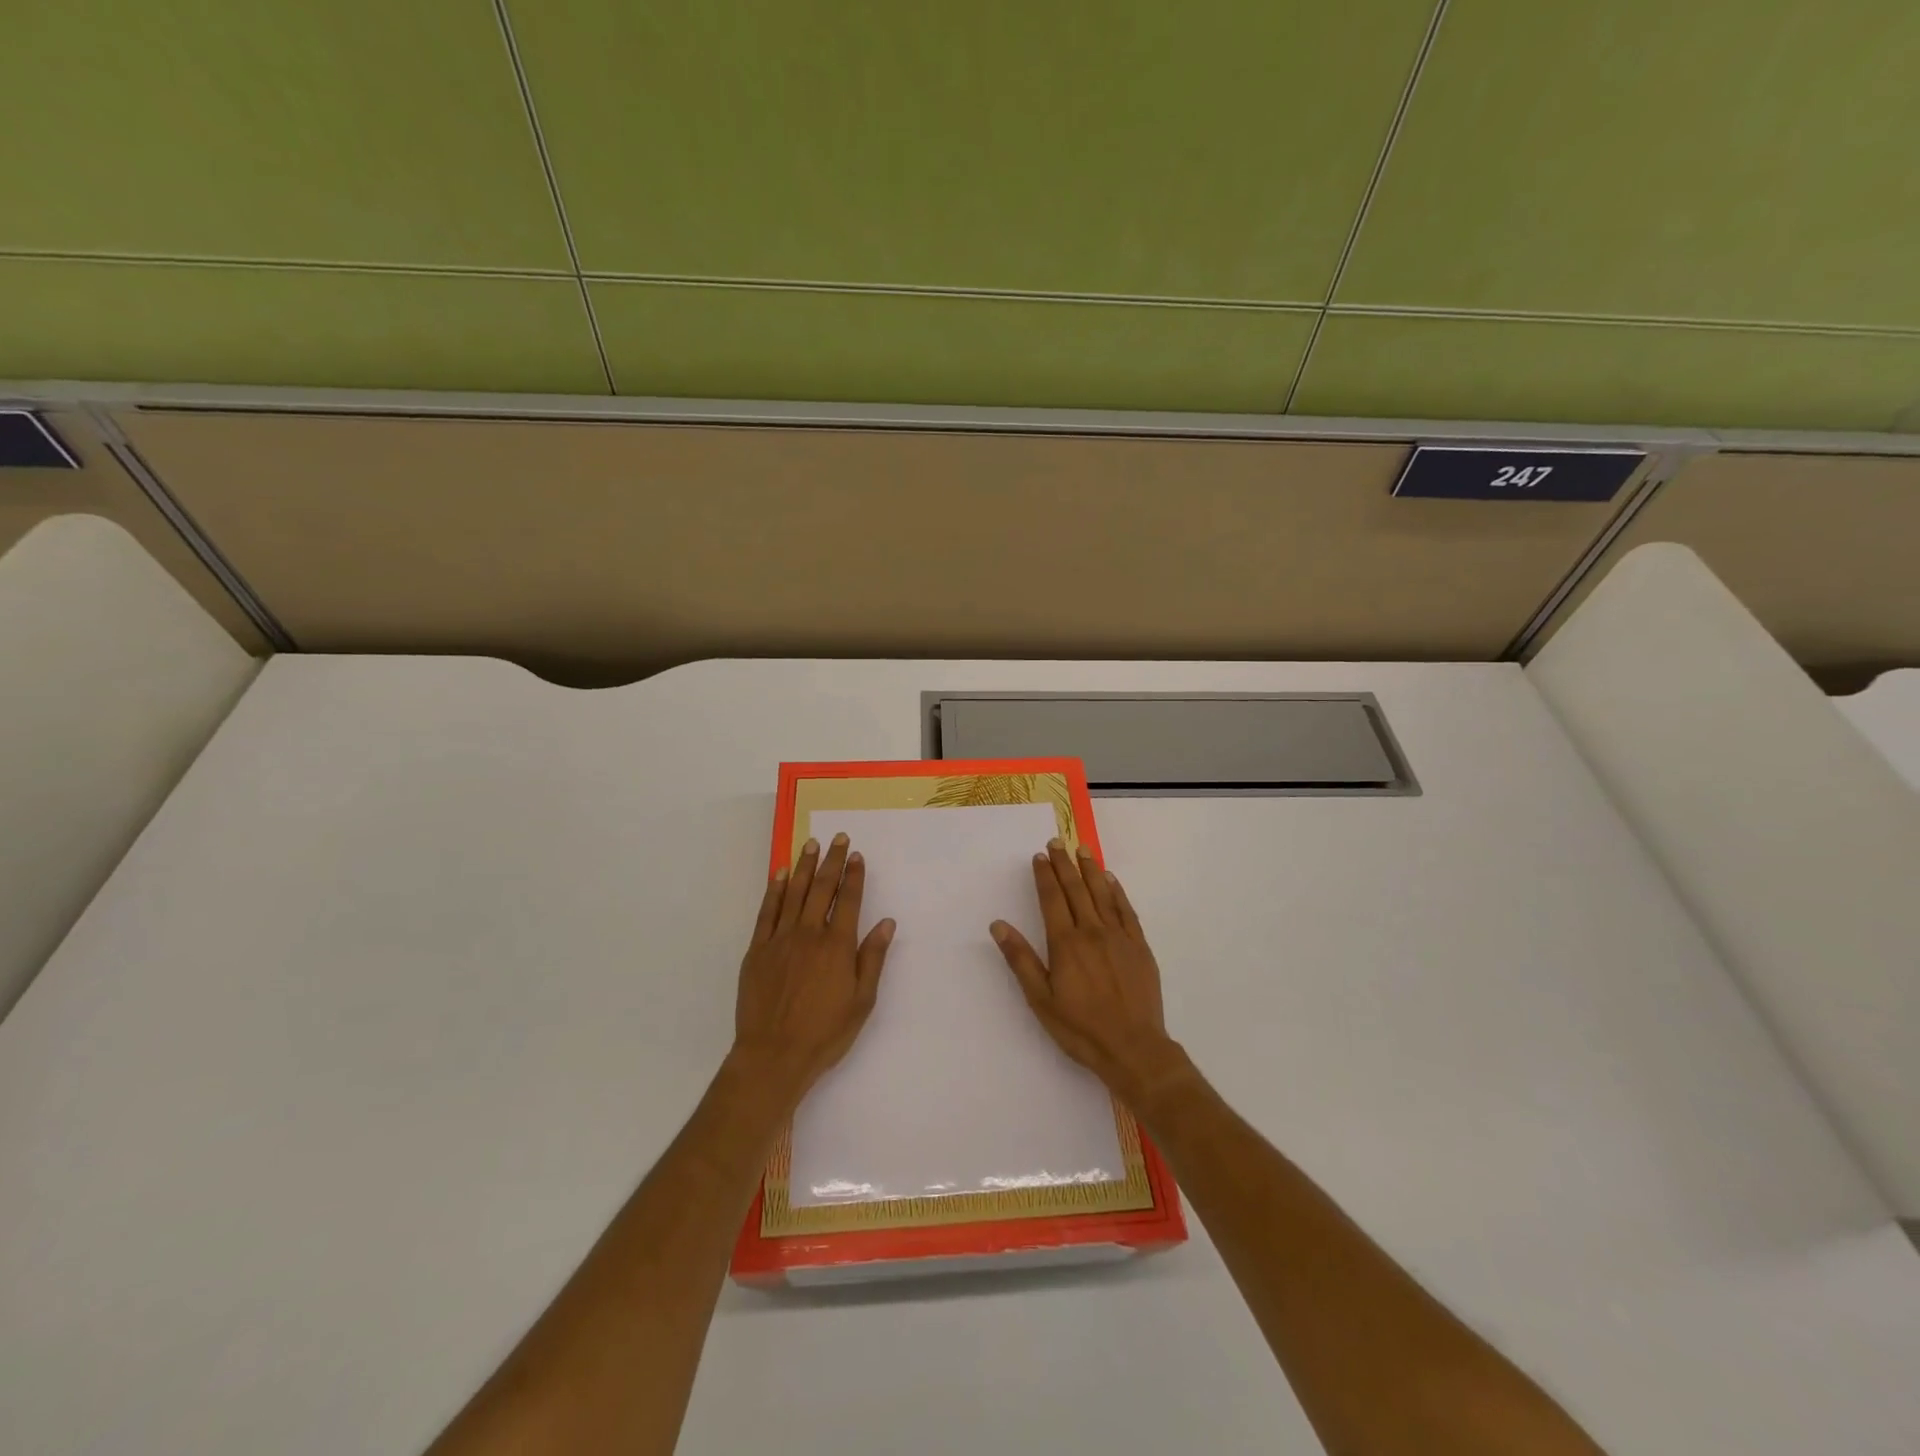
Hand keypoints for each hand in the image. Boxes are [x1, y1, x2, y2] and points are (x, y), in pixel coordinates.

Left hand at [732, 833, 894, 1102]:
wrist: (774, 1055)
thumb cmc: (825, 1032)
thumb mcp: (862, 1001)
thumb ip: (872, 958)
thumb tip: (886, 923)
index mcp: (838, 945)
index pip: (848, 900)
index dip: (854, 875)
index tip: (856, 855)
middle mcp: (810, 934)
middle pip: (822, 888)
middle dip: (831, 861)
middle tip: (837, 838)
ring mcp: (780, 939)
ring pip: (793, 893)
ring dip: (803, 867)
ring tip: (811, 845)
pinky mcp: (757, 950)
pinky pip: (767, 912)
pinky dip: (773, 890)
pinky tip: (779, 875)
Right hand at [990, 839, 1188, 1107]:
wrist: (1133, 1048)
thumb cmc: (1080, 1028)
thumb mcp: (1040, 999)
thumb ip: (1020, 959)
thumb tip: (999, 925)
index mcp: (1065, 943)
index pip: (1052, 899)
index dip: (1044, 876)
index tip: (1039, 856)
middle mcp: (1092, 931)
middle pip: (1076, 890)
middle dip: (1064, 864)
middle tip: (1057, 842)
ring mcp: (1119, 937)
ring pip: (1102, 894)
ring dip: (1091, 870)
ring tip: (1082, 850)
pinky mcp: (1139, 947)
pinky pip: (1126, 911)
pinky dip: (1117, 892)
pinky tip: (1111, 881)